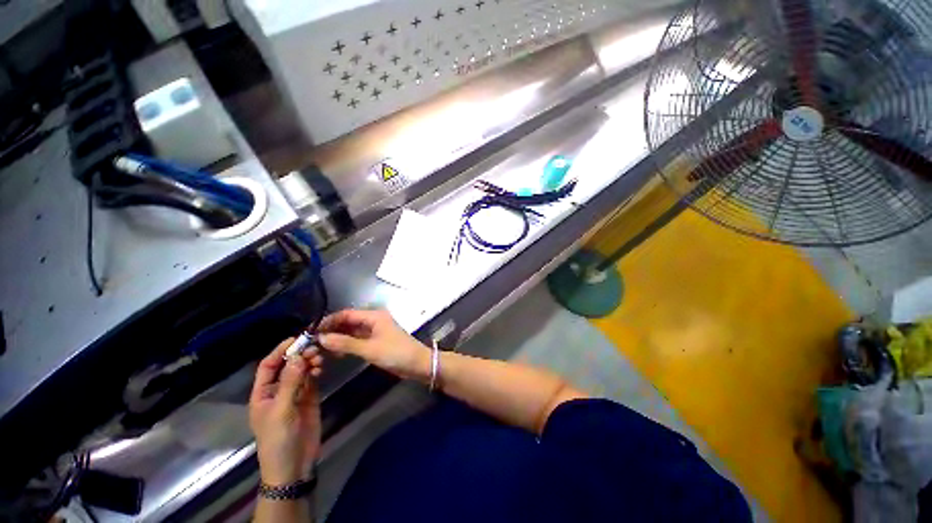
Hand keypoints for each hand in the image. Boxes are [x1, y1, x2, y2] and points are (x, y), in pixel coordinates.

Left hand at [249, 339, 323, 484]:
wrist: (294, 465)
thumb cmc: (278, 439)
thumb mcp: (282, 410)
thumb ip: (290, 382)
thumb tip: (299, 356)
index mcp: (263, 393)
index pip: (268, 366)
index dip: (280, 351)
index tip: (296, 339)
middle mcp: (278, 390)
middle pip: (288, 366)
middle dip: (299, 355)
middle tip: (314, 348)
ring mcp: (295, 394)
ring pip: (301, 370)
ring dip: (309, 361)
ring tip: (319, 358)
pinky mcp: (310, 398)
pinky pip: (312, 379)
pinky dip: (316, 371)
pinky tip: (321, 368)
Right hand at [318, 309, 430, 382]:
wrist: (417, 364)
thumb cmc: (396, 353)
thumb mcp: (369, 349)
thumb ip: (345, 344)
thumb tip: (321, 338)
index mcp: (374, 316)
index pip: (346, 314)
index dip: (329, 321)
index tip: (311, 332)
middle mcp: (374, 320)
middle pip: (348, 322)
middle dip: (332, 330)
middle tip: (313, 342)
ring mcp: (375, 331)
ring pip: (352, 331)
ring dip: (338, 338)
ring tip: (321, 349)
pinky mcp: (376, 341)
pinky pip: (358, 340)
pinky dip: (347, 345)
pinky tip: (336, 354)